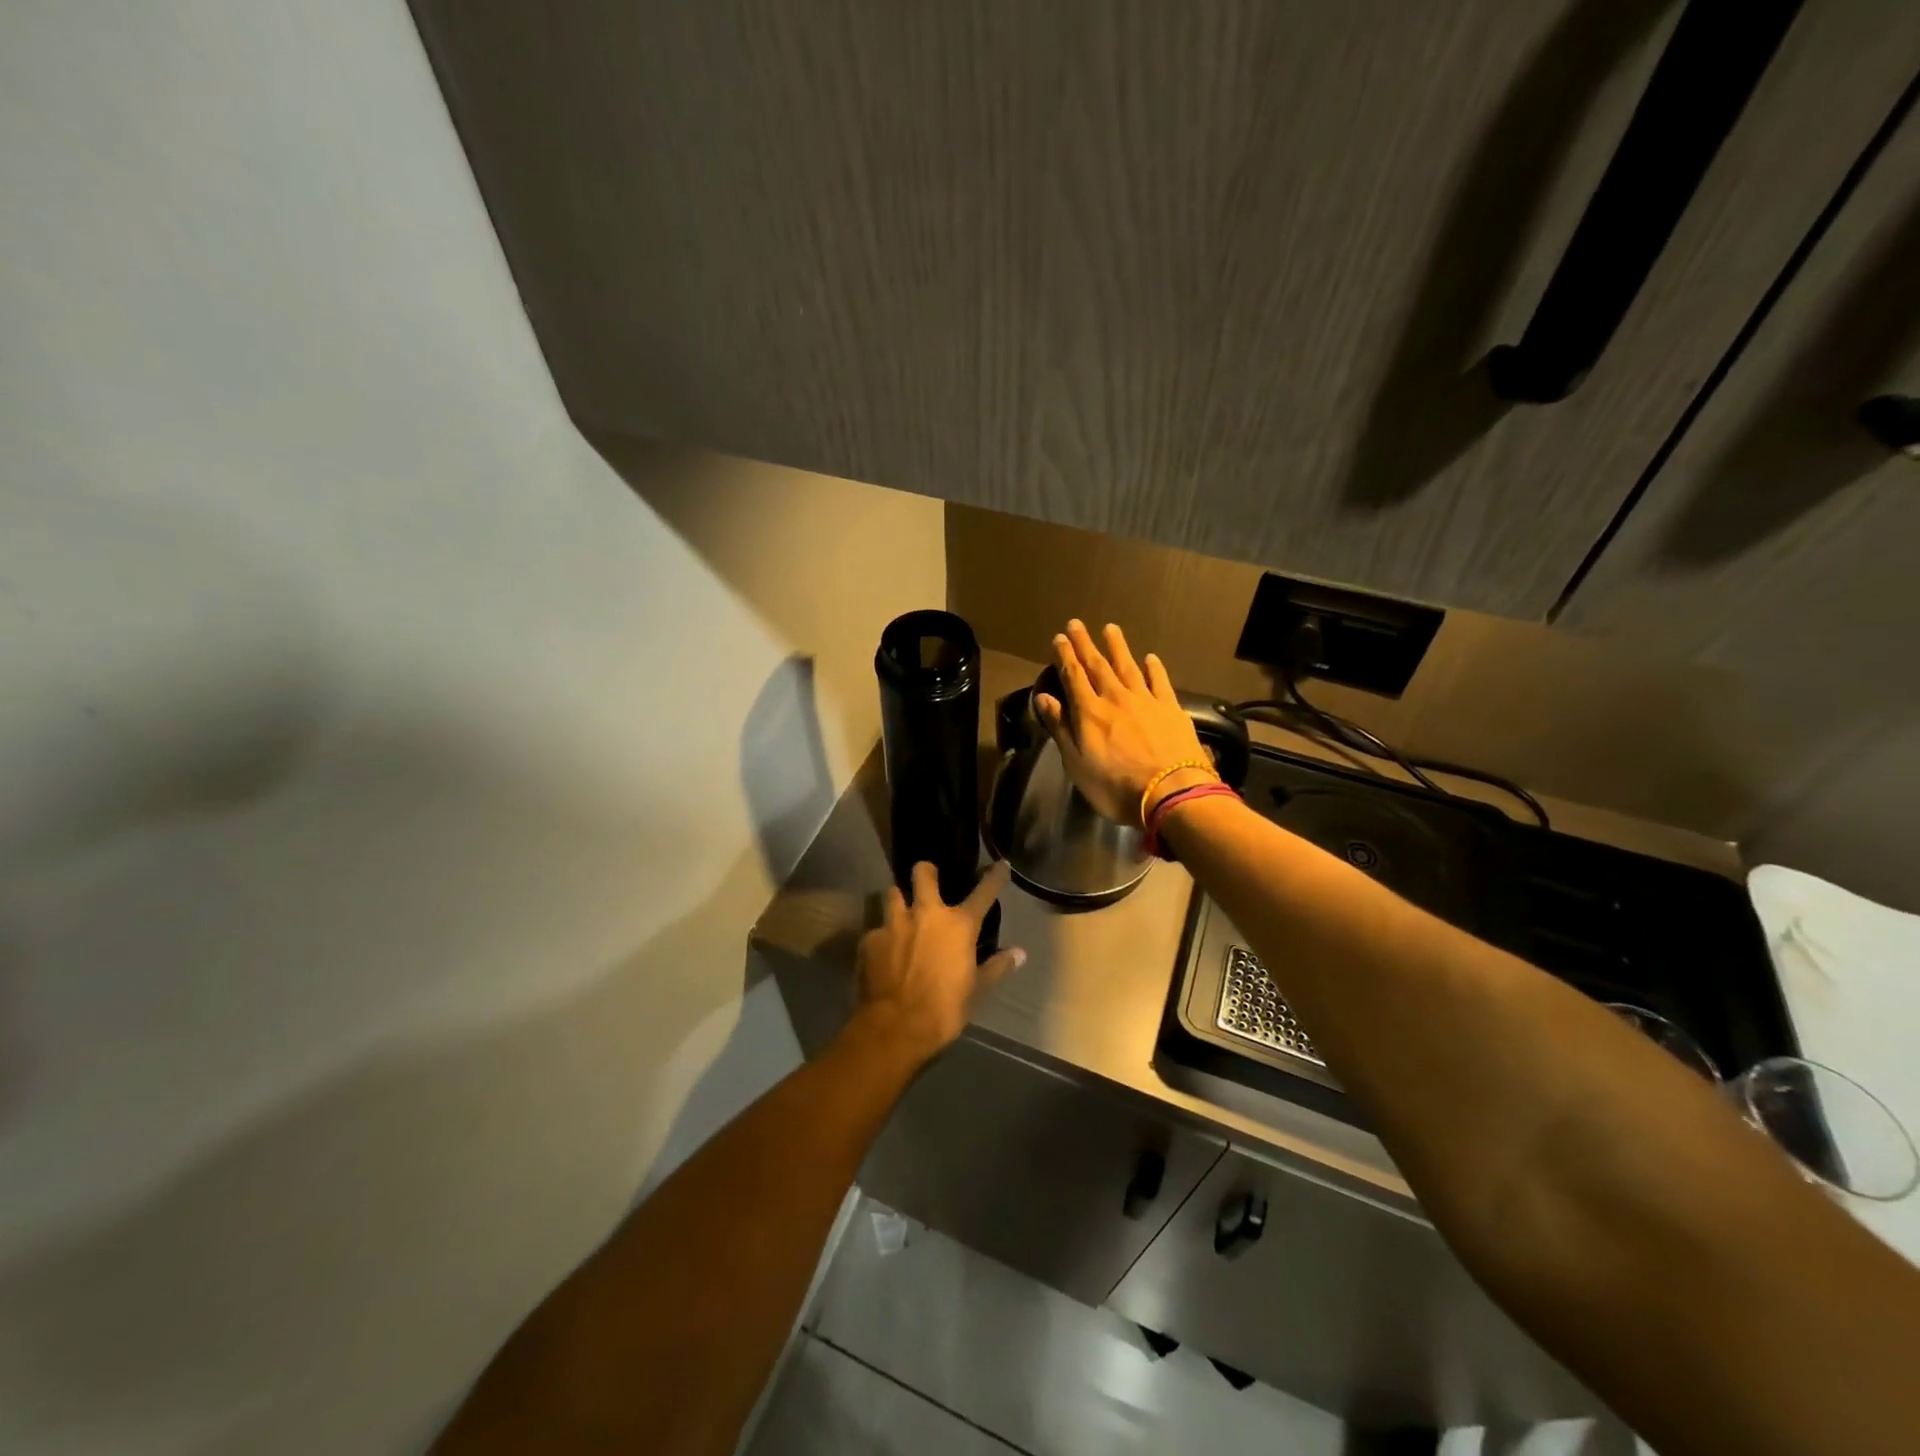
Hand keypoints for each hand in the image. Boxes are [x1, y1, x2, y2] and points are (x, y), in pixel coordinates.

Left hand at [853, 859, 1024, 1063]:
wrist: (895, 1027)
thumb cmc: (944, 1010)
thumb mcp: (977, 991)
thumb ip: (997, 967)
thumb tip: (1019, 954)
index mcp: (958, 925)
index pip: (983, 893)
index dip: (994, 877)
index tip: (1000, 865)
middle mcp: (925, 914)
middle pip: (922, 873)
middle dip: (925, 871)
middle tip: (928, 879)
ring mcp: (894, 924)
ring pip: (892, 893)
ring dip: (898, 900)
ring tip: (900, 912)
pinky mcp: (870, 940)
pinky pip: (876, 928)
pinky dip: (881, 936)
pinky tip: (882, 951)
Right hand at [1035, 620, 1212, 828]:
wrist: (1170, 792)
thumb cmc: (1115, 786)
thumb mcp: (1077, 764)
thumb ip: (1061, 728)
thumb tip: (1043, 697)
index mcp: (1089, 713)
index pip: (1073, 677)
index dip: (1065, 656)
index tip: (1059, 638)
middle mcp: (1115, 698)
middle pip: (1098, 666)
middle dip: (1085, 644)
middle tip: (1076, 624)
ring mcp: (1146, 701)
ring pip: (1128, 667)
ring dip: (1118, 647)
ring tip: (1110, 628)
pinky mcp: (1171, 709)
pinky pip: (1159, 681)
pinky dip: (1154, 668)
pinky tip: (1150, 658)